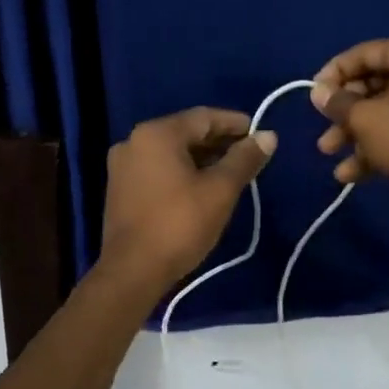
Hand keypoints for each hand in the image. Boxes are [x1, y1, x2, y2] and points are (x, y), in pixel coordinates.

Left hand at [100, 107, 277, 291]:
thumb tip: (268, 135)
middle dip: (219, 142)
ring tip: (231, 172)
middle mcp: (134, 141)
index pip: (204, 117)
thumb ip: (244, 159)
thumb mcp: (220, 190)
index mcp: (157, 134)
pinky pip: (158, 169)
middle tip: (249, 154)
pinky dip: (182, 172)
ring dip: (201, 158)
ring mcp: (122, 166)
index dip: (235, 123)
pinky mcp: (120, 189)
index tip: (259, 134)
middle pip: (185, 132)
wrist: (132, 272)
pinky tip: (202, 187)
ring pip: (171, 153)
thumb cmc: (180, 225)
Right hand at [311, 38, 388, 190]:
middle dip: (343, 112)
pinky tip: (350, 175)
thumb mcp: (364, 118)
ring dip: (355, 134)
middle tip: (323, 127)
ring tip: (329, 154)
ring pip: (386, 113)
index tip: (314, 93)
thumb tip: (318, 92)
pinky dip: (377, 148)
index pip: (366, 53)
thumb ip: (337, 103)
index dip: (335, 72)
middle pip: (375, 86)